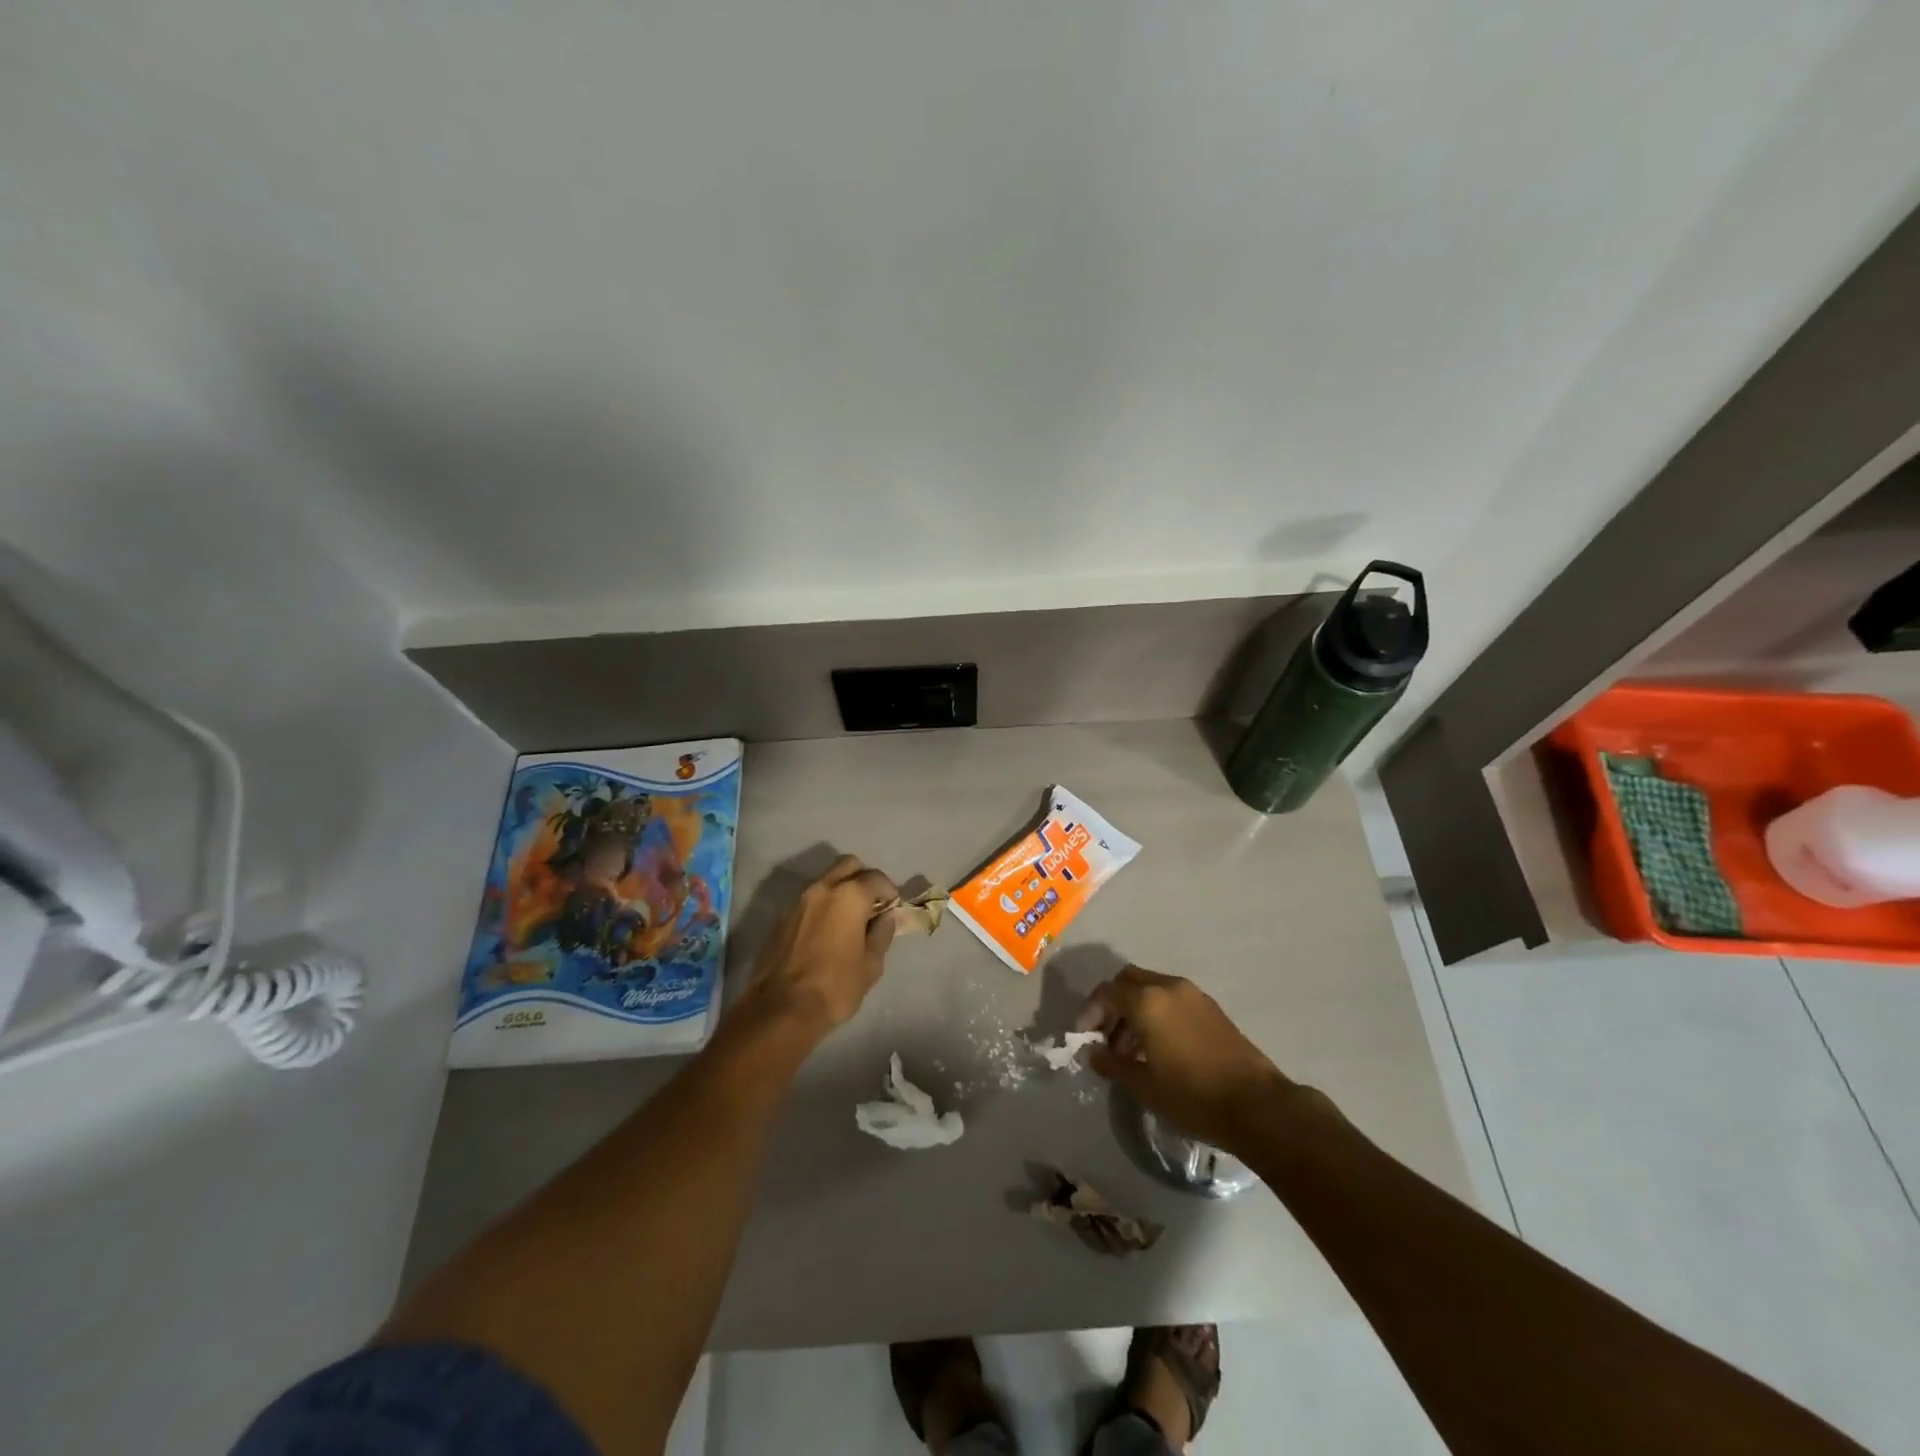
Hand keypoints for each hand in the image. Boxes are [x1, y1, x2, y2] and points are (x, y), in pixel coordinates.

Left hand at [744, 854, 898, 1036]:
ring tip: (849, 920)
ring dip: (841, 891)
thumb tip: (886, 917)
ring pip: (826, 880)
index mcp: (849, 895)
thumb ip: (882, 933)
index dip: (889, 891)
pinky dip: (822, 906)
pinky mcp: (781, 917)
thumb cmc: (835, 986)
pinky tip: (826, 932)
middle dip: (863, 879)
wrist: (781, 1009)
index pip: (876, 878)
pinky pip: (809, 900)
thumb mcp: (871, 964)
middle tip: (871, 905)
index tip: (893, 908)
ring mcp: (798, 901)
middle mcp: (822, 888)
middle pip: (848, 866)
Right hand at [1075, 965, 1293, 1152]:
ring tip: (1131, 1049)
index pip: (1106, 992)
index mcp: (1147, 1001)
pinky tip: (1158, 1047)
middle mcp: (1168, 987)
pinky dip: (1157, 1012)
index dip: (1089, 1012)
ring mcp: (1193, 995)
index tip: (1083, 1037)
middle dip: (1112, 1004)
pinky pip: (1172, 999)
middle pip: (1128, 981)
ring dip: (1134, 1009)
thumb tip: (1093, 1052)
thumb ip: (1112, 1064)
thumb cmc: (1193, 1096)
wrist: (1258, 1106)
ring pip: (1151, 988)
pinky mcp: (1211, 1008)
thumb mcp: (1144, 1086)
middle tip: (1106, 1036)